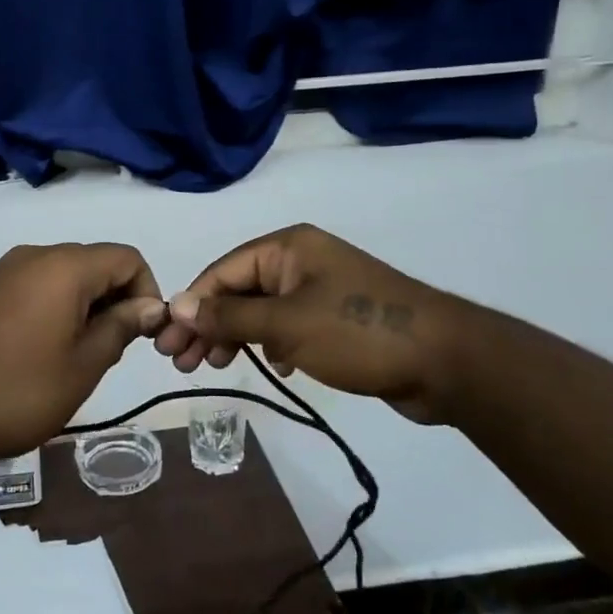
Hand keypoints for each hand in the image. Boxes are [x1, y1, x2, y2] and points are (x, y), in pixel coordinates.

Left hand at [0, 243, 168, 465]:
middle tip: (112, 348)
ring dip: (82, 303)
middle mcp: (32, 255)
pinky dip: (51, 305)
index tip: (143, 334)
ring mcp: (0, 271)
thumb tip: (149, 306)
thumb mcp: (83, 366)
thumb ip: (121, 327)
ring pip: (61, 273)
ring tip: (76, 352)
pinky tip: (39, 347)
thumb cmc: (19, 392)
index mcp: (63, 267)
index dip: (146, 291)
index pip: (126, 258)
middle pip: (93, 261)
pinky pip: (30, 284)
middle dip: (114, 297)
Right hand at [153, 225, 461, 420]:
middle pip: (239, 290)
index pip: (222, 271)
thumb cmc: (358, 333)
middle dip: (209, 323)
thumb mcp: (286, 324)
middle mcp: (301, 261)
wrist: (446, 361)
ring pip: (262, 310)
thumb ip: (229, 316)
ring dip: (235, 335)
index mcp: (288, 247)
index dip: (191, 304)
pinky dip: (271, 343)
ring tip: (214, 366)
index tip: (166, 341)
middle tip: (182, 362)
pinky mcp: (337, 319)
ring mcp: (321, 290)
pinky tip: (271, 365)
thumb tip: (178, 306)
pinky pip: (288, 325)